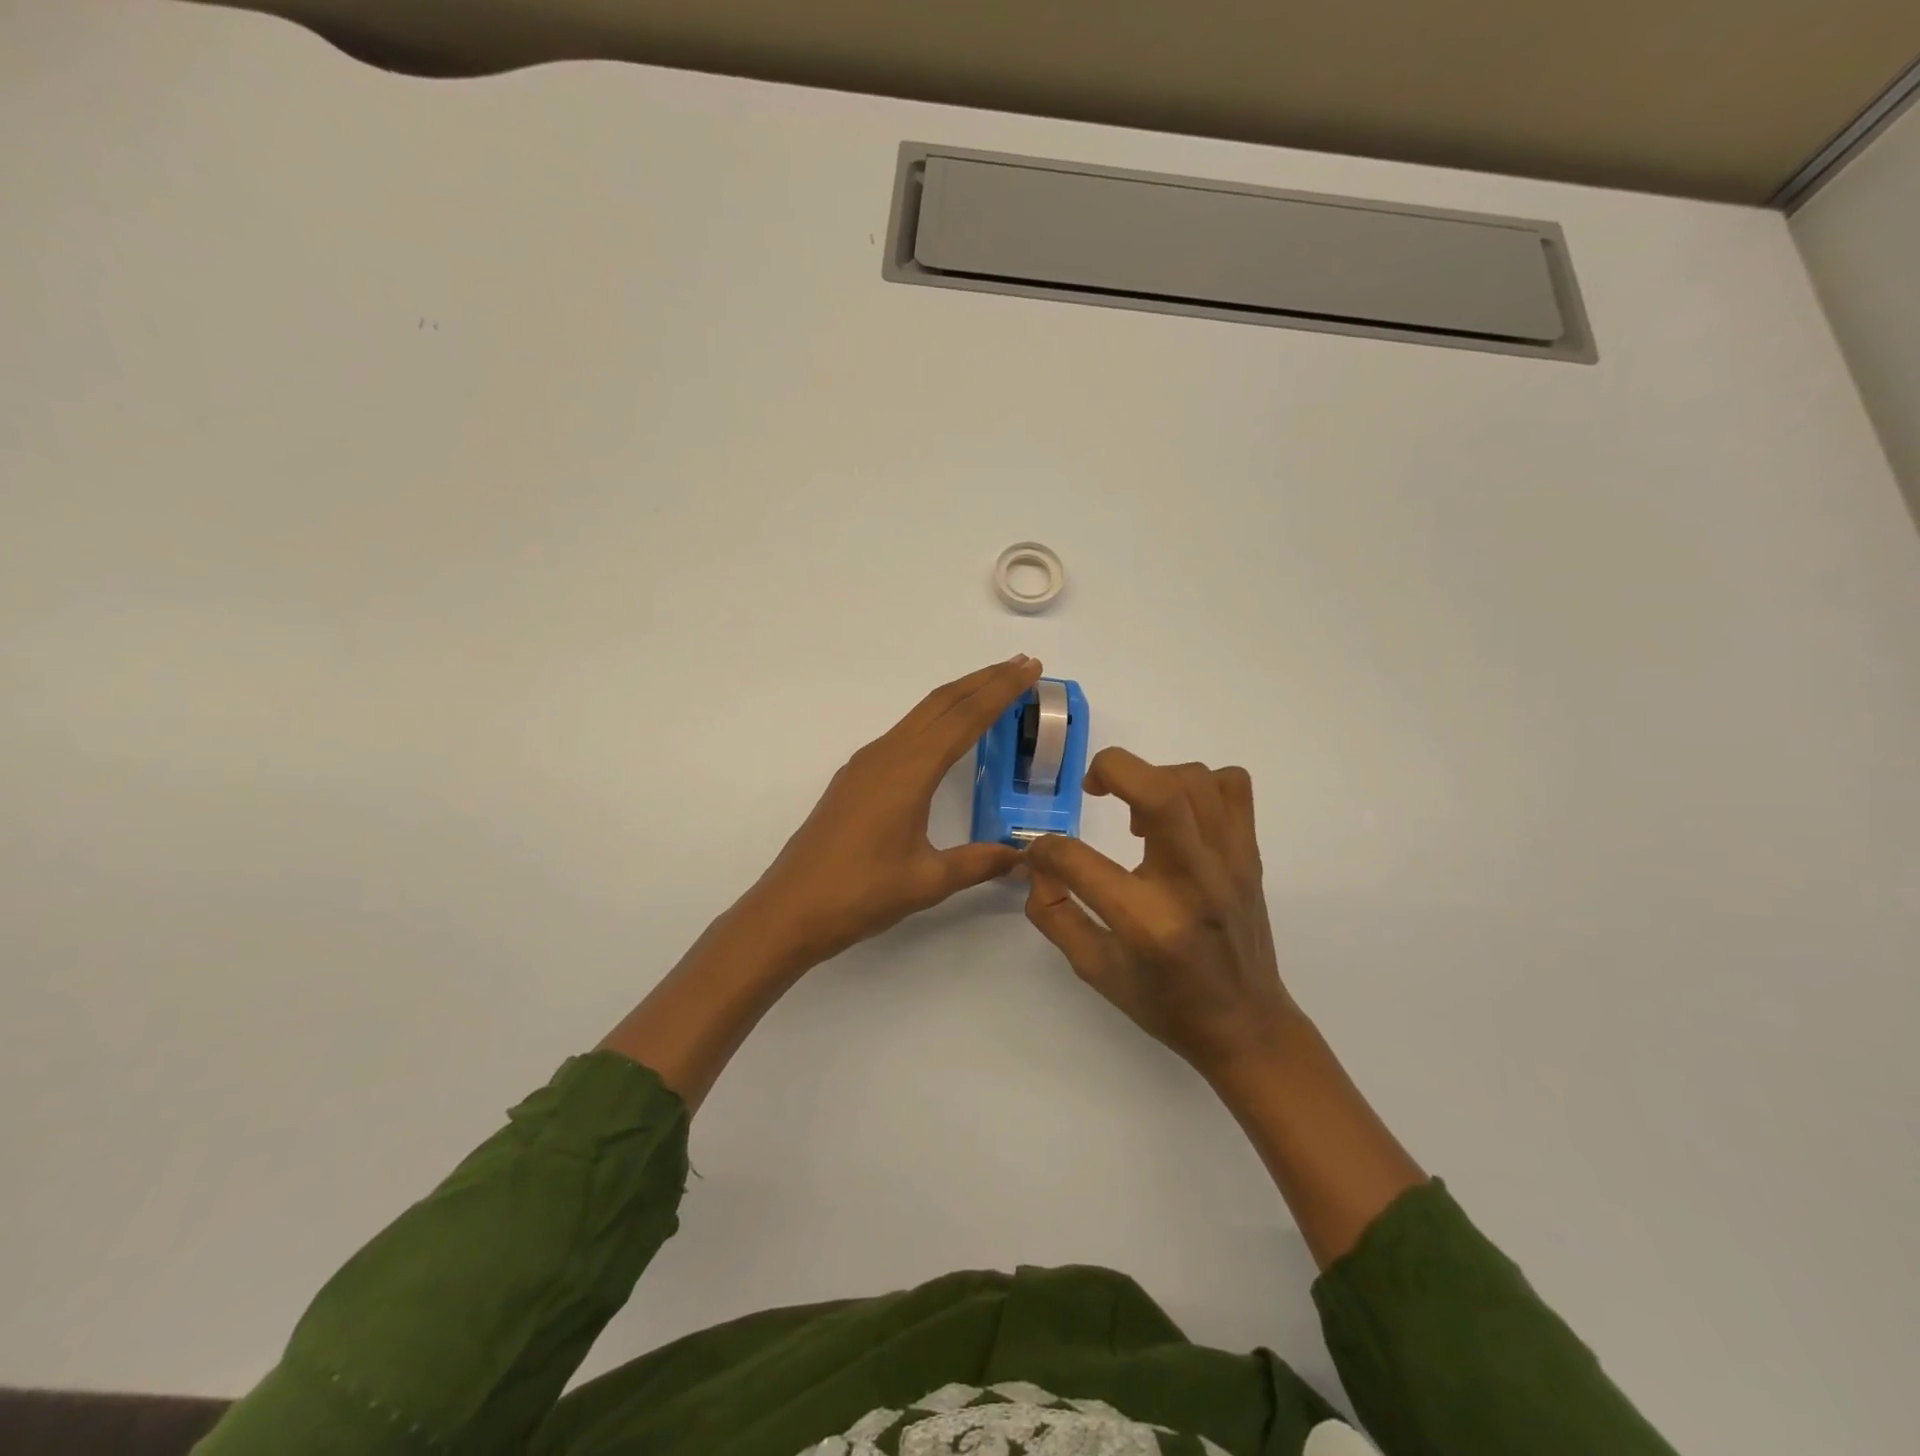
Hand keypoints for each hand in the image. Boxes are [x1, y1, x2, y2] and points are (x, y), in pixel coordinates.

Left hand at [743, 656, 1042, 964]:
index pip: (965, 718)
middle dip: (984, 680)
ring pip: (920, 715)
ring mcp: (866, 764)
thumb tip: (1021, 857)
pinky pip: (904, 734)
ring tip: (993, 689)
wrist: (789, 909)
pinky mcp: (855, 778)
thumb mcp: (928, 881)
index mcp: (909, 771)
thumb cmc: (860, 893)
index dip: (1001, 691)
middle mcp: (887, 755)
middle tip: (1023, 665)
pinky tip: (945, 735)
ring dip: (959, 697)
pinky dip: (935, 720)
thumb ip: (978, 863)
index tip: (1030, 668)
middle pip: (942, 702)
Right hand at [1023, 748, 1298, 1080]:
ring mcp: (1229, 862)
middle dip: (1111, 769)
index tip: (1040, 853)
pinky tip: (1180, 815)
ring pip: (1194, 779)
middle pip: (1158, 790)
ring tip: (1135, 811)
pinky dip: (1200, 784)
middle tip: (1092, 788)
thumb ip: (1055, 914)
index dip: (1045, 849)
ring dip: (1152, 777)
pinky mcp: (1250, 853)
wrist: (1246, 1024)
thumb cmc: (1165, 1002)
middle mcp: (1192, 882)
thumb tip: (1037, 865)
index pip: (1078, 860)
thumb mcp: (1095, 970)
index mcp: (1147, 922)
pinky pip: (1232, 786)